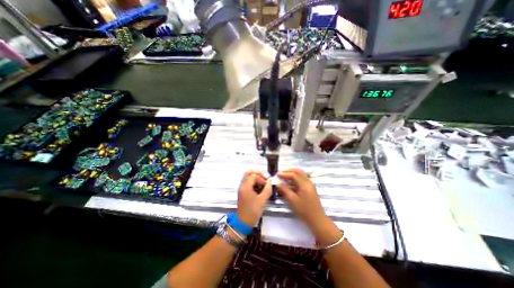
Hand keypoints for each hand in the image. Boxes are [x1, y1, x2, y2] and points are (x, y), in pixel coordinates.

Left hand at [236, 170, 272, 226]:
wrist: (243, 222)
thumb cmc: (252, 212)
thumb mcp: (262, 200)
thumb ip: (267, 189)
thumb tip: (270, 182)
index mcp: (246, 187)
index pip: (254, 175)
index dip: (262, 178)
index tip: (267, 185)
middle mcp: (242, 185)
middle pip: (249, 173)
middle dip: (258, 174)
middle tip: (264, 180)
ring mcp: (242, 188)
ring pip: (248, 177)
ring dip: (256, 178)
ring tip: (263, 184)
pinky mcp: (242, 192)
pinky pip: (248, 182)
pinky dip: (254, 182)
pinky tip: (259, 189)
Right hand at [277, 167, 323, 229]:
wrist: (317, 219)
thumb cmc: (304, 210)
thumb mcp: (292, 200)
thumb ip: (284, 190)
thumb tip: (278, 183)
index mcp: (304, 185)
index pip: (293, 175)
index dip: (284, 174)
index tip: (277, 174)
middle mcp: (308, 182)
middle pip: (298, 171)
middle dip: (289, 170)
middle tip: (280, 172)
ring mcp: (310, 184)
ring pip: (301, 174)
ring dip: (292, 173)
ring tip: (284, 175)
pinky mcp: (310, 187)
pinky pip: (302, 178)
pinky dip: (295, 177)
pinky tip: (290, 181)